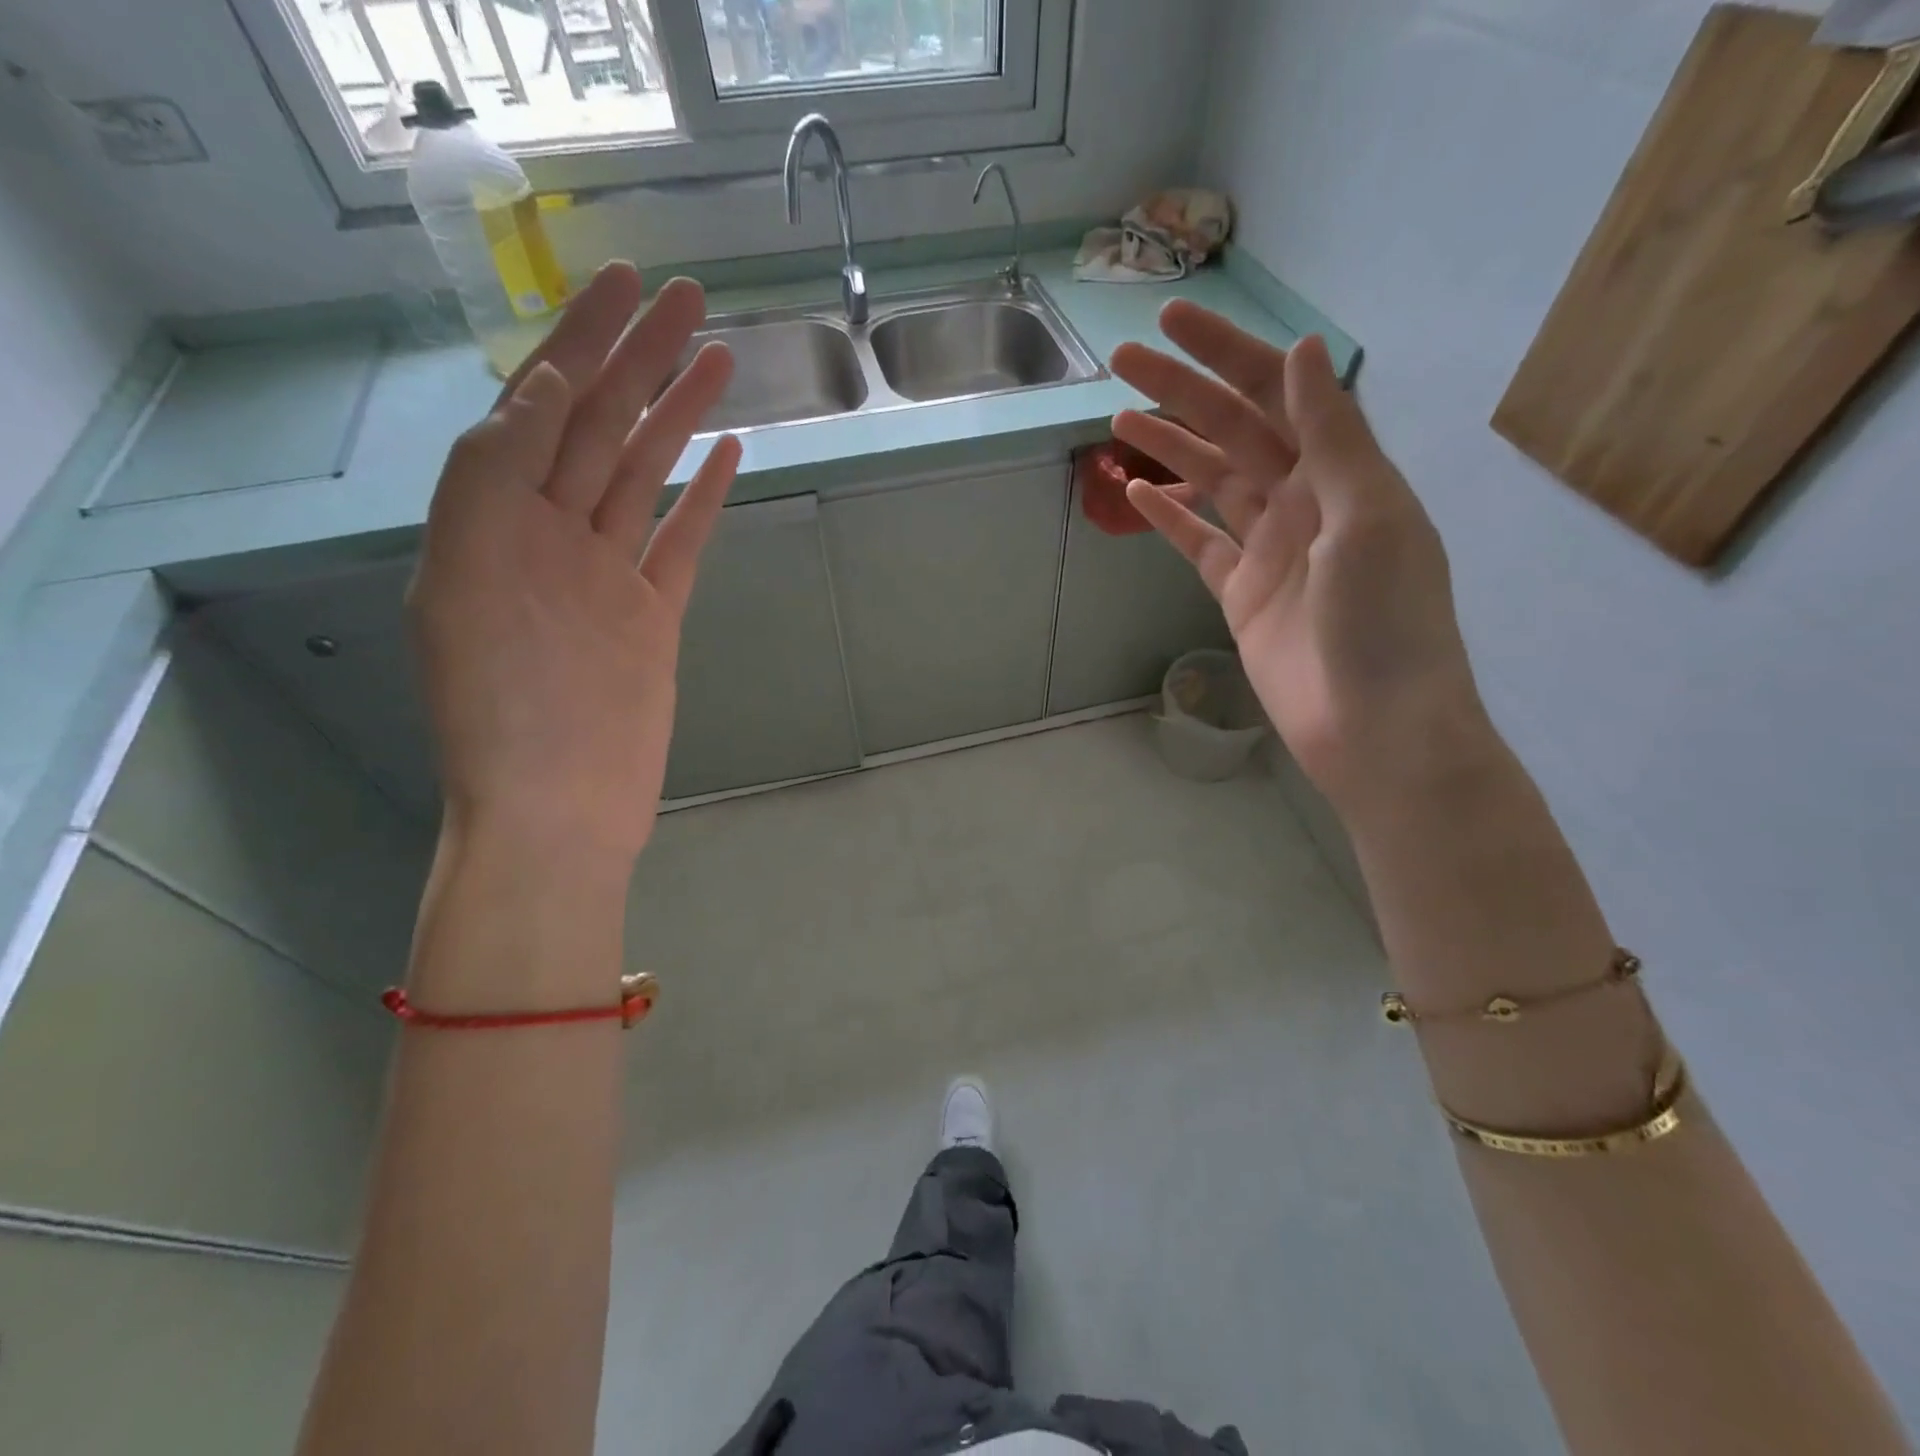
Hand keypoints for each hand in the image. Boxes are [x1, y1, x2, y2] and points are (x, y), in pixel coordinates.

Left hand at [408, 263, 740, 862]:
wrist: (556, 811)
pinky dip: (703, 497)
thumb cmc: (503, 715)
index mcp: (492, 520)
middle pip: (600, 425)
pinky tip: (726, 454)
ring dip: (679, 413)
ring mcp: (607, 575)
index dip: (579, 339)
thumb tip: (547, 394)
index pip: (540, 405)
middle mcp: (548, 535)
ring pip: (647, 474)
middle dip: (640, 356)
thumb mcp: (465, 585)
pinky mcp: (653, 615)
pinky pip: (681, 542)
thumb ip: (494, 483)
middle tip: (688, 296)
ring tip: (719, 356)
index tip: (622, 284)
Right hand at [1110, 304, 1493, 815]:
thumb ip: (1332, 436)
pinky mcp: (1240, 594)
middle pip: (1234, 430)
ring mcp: (1268, 549)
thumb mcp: (1366, 516)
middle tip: (1121, 361)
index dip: (1226, 353)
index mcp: (1342, 473)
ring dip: (1167, 447)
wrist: (1373, 726)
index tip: (1172, 323)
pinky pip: (1198, 543)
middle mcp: (1304, 500)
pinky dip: (1168, 517)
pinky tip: (1136, 492)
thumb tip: (1301, 349)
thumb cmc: (1383, 621)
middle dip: (1181, 391)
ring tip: (1116, 420)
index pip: (1277, 393)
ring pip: (1210, 481)